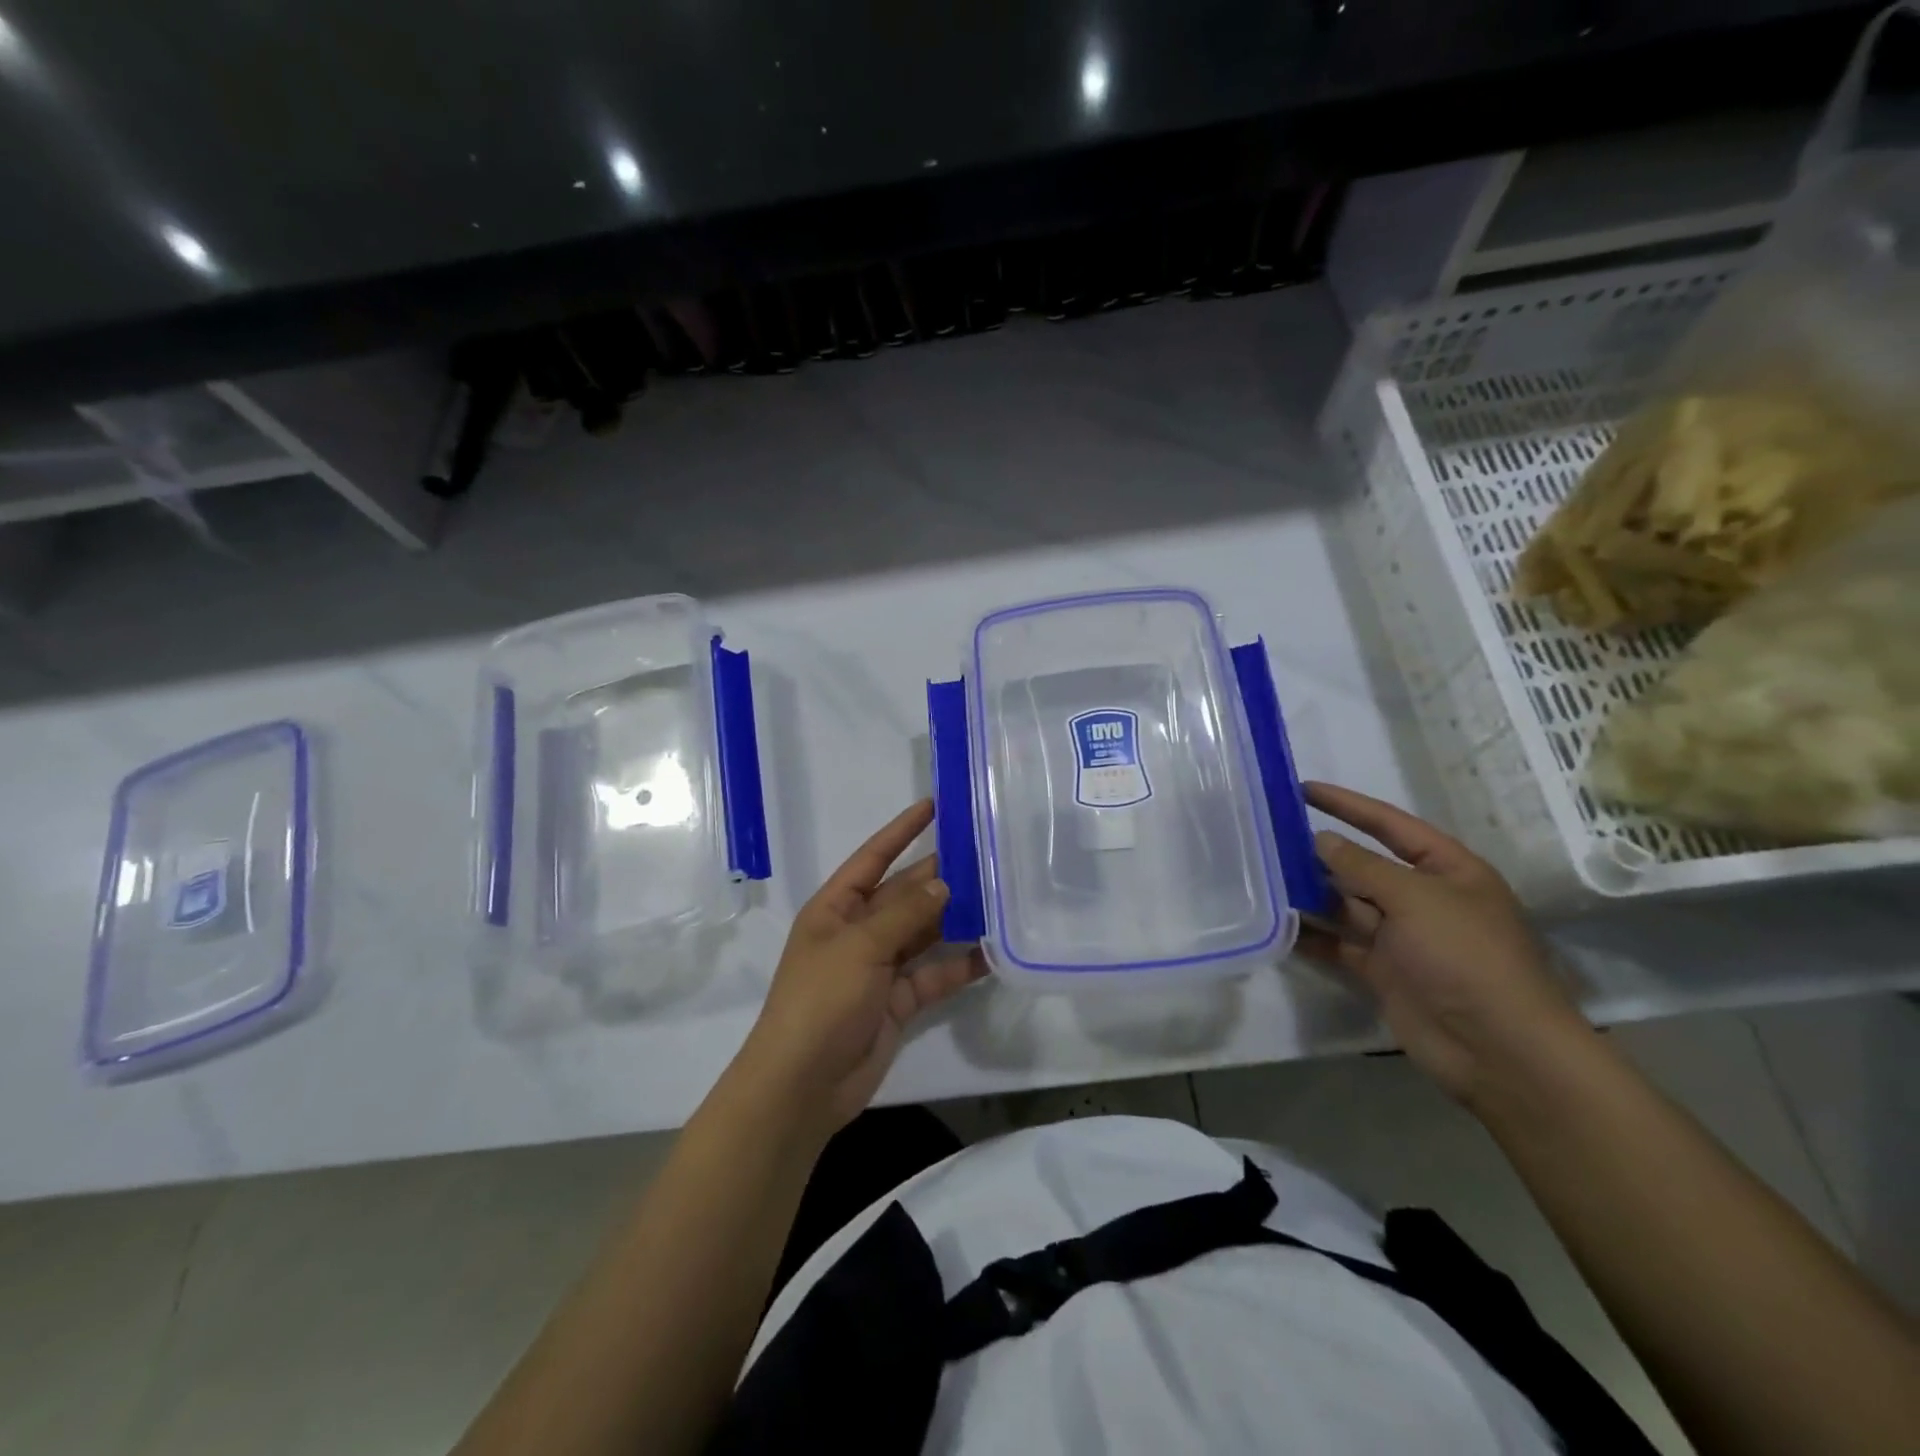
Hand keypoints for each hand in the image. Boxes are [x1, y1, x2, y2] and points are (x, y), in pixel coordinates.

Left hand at [736, 800, 986, 1133]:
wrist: (803, 1085)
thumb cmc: (821, 1001)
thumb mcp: (860, 947)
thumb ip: (904, 914)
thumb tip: (944, 883)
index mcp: (836, 908)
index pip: (873, 857)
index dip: (901, 831)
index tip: (935, 805)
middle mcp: (858, 931)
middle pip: (904, 893)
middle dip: (939, 875)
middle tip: (984, 853)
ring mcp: (879, 967)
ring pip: (923, 932)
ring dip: (954, 918)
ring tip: (997, 896)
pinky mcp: (899, 1001)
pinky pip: (933, 974)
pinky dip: (959, 965)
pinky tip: (991, 952)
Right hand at [1300, 782, 1593, 1107]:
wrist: (1499, 1049)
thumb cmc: (1466, 957)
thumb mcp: (1416, 898)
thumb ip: (1362, 866)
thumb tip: (1321, 840)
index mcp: (1447, 870)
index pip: (1390, 825)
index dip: (1347, 805)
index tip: (1302, 789)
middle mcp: (1423, 898)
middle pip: (1363, 865)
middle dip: (1320, 852)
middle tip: (1268, 836)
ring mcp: (1402, 937)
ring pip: (1346, 904)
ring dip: (1310, 892)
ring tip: (1262, 875)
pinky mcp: (1383, 971)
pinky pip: (1340, 944)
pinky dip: (1312, 935)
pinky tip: (1277, 925)